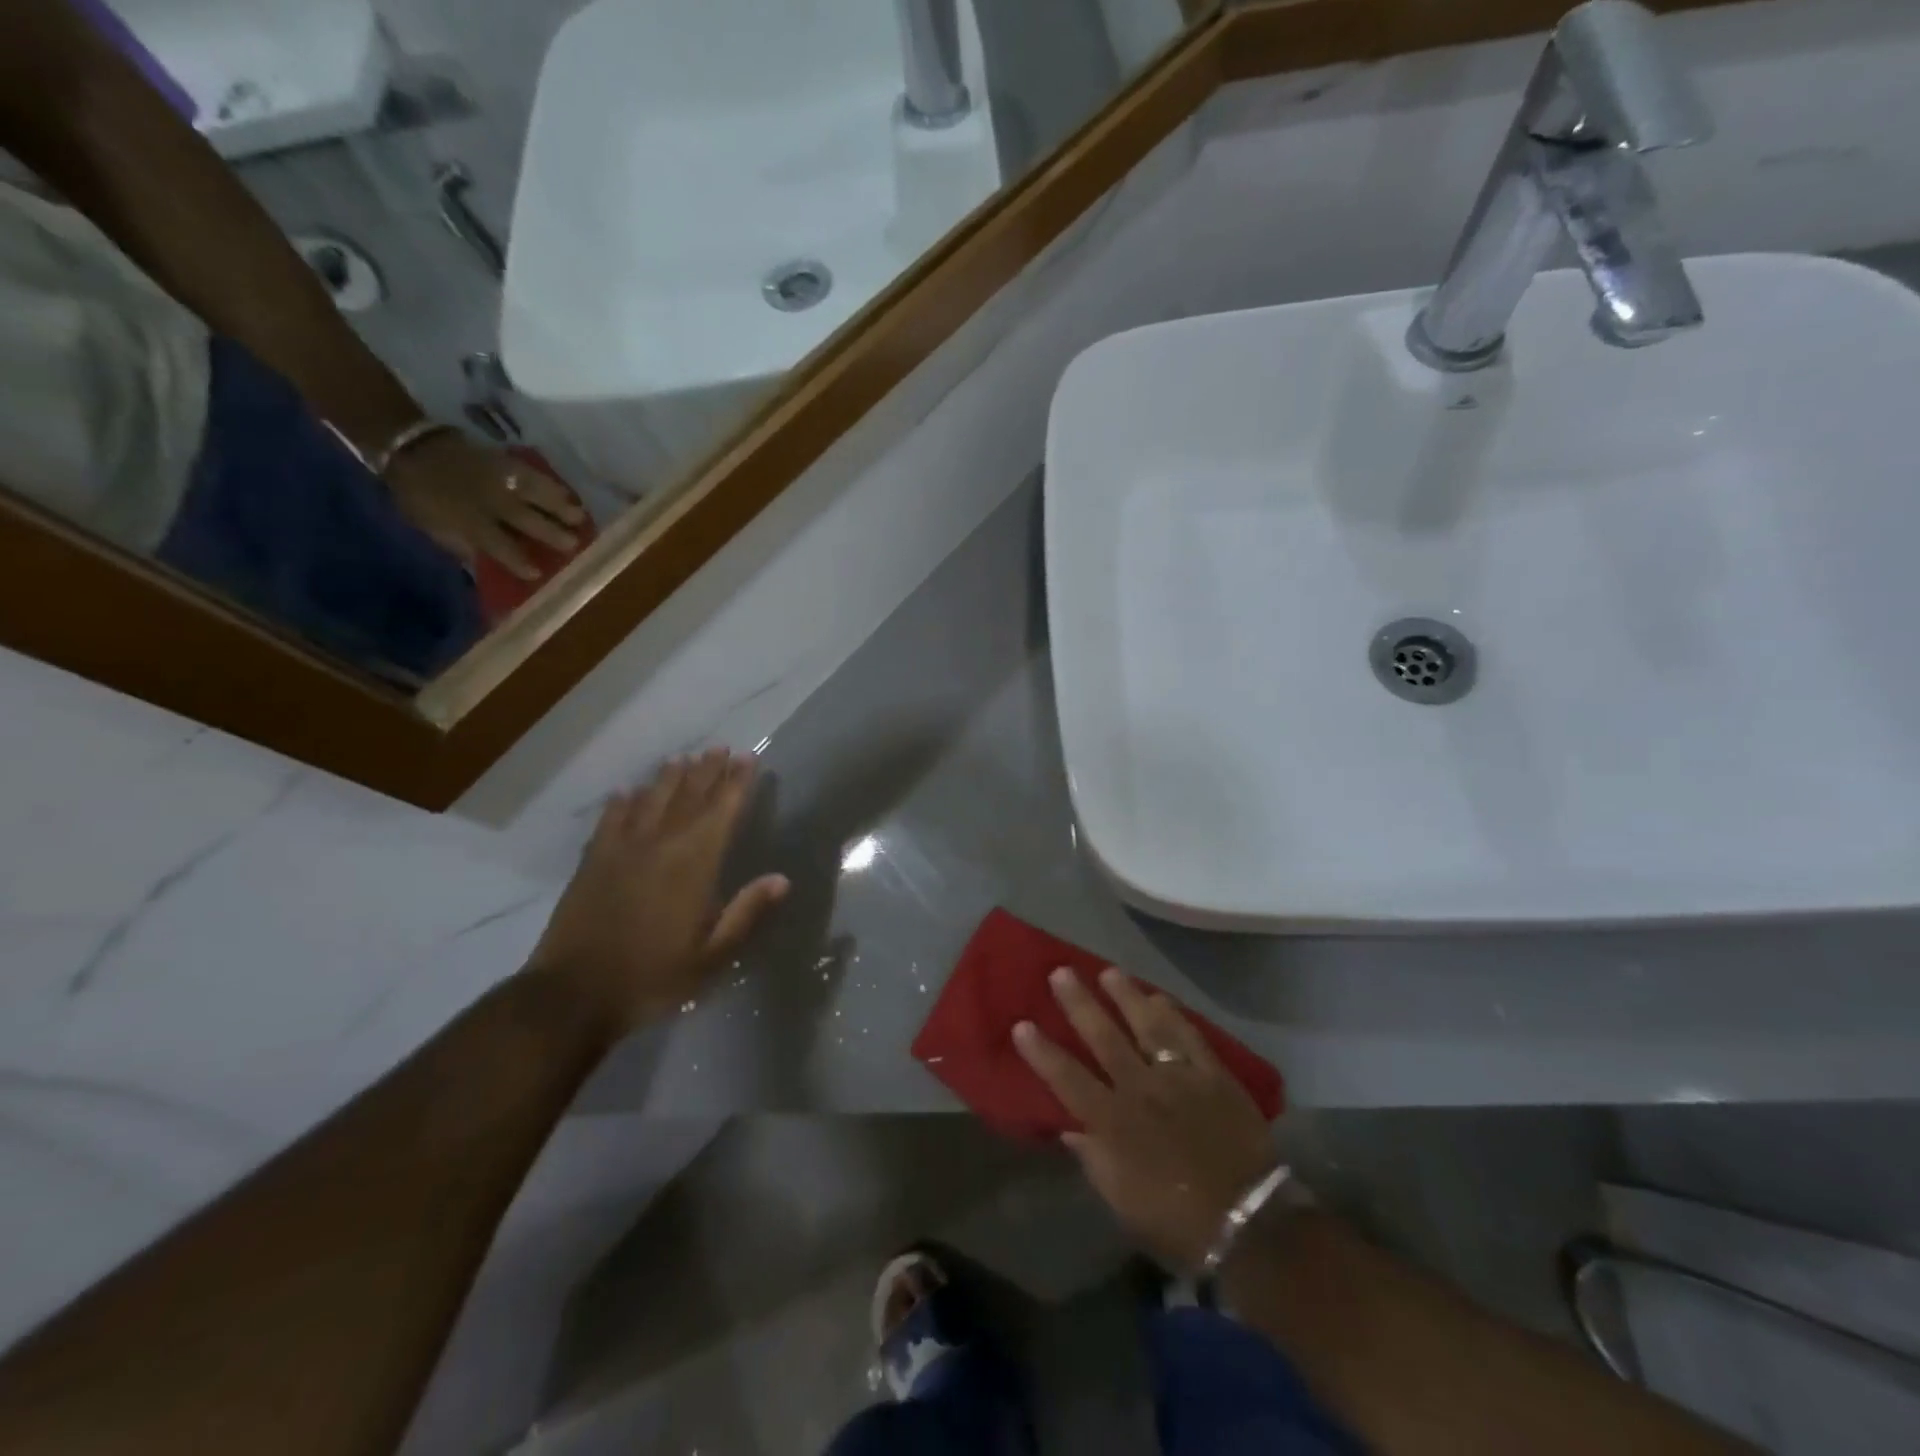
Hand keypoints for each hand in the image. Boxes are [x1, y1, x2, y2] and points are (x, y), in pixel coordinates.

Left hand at [385, 432, 586, 580]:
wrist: (410, 446)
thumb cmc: (420, 494)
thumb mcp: (430, 524)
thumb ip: (459, 543)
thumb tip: (484, 560)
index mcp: (468, 519)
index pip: (499, 545)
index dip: (518, 561)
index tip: (537, 574)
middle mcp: (489, 500)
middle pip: (526, 519)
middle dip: (551, 533)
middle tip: (574, 545)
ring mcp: (499, 478)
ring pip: (536, 493)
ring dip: (560, 507)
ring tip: (581, 518)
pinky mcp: (504, 461)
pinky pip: (533, 474)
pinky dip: (552, 486)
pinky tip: (567, 494)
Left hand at [526, 749, 788, 1038]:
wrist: (573, 994)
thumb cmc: (653, 977)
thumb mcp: (711, 956)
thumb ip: (746, 913)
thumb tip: (781, 879)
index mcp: (694, 865)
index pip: (721, 812)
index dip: (736, 783)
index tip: (747, 758)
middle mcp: (660, 845)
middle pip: (688, 798)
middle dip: (707, 771)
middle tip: (720, 748)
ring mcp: (622, 850)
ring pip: (651, 801)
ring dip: (669, 778)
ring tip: (683, 759)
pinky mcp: (592, 862)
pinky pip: (611, 820)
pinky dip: (622, 802)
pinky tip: (628, 791)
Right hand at [1014, 967, 1278, 1274]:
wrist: (1248, 1222)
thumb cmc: (1175, 1218)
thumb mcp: (1122, 1201)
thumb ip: (1093, 1158)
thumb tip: (1069, 1129)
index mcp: (1113, 1122)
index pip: (1067, 1078)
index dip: (1042, 1051)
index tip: (1022, 1024)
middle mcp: (1140, 1089)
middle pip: (1103, 1037)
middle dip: (1079, 1003)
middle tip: (1061, 972)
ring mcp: (1178, 1077)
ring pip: (1146, 1024)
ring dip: (1125, 995)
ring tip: (1109, 972)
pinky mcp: (1213, 1074)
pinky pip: (1188, 1035)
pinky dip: (1172, 1013)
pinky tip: (1159, 996)